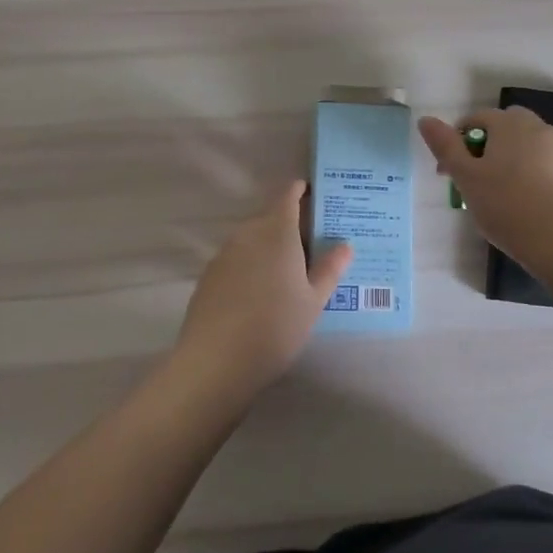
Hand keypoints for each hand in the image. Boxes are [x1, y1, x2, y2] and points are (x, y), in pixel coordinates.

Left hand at [172, 181, 352, 400]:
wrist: (215, 362)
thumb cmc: (276, 326)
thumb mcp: (313, 300)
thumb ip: (330, 268)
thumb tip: (344, 244)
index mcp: (277, 232)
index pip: (288, 196)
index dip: (301, 191)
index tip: (315, 195)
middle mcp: (247, 234)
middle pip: (270, 219)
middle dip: (290, 227)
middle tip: (312, 248)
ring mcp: (223, 255)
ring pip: (252, 241)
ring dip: (269, 248)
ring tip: (288, 275)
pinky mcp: (208, 277)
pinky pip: (236, 261)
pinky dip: (250, 267)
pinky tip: (259, 297)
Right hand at [419, 107, 552, 265]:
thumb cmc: (507, 205)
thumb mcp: (466, 177)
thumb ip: (445, 146)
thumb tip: (425, 120)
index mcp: (510, 123)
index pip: (476, 119)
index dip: (456, 143)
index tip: (448, 174)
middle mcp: (538, 128)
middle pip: (504, 130)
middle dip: (486, 149)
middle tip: (474, 181)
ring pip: (525, 148)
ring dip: (508, 163)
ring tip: (498, 198)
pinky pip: (543, 167)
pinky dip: (530, 177)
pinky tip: (524, 205)